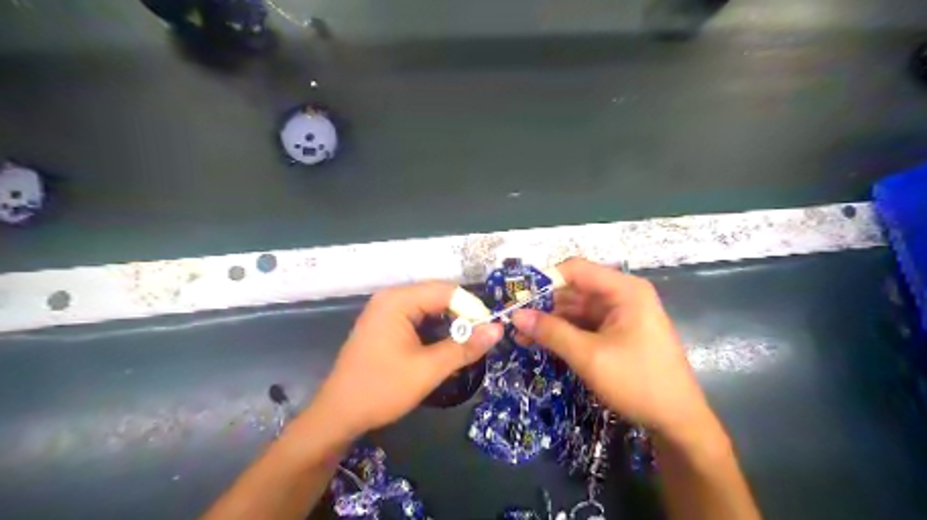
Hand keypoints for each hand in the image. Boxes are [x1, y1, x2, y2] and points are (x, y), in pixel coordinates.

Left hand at [312, 282, 504, 436]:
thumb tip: (498, 329)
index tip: (489, 331)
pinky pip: (418, 318)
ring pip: (430, 308)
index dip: (472, 308)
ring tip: (466, 345)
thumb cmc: (382, 389)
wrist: (338, 415)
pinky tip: (444, 347)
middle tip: (480, 340)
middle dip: (462, 316)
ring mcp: (386, 310)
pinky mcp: (385, 324)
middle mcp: (391, 298)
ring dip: (450, 324)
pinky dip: (435, 330)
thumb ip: (464, 347)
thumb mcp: (428, 369)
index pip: (447, 291)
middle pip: (438, 296)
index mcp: (398, 300)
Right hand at [510, 258, 711, 440]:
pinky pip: (585, 324)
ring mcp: (621, 314)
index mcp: (624, 290)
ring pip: (576, 308)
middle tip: (514, 321)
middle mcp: (622, 295)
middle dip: (544, 305)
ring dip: (551, 321)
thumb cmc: (638, 382)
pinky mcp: (618, 332)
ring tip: (521, 336)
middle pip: (574, 289)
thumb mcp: (590, 357)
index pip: (575, 270)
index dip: (544, 280)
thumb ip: (552, 332)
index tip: (517, 298)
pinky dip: (564, 332)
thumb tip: (515, 315)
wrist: (678, 421)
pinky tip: (542, 342)